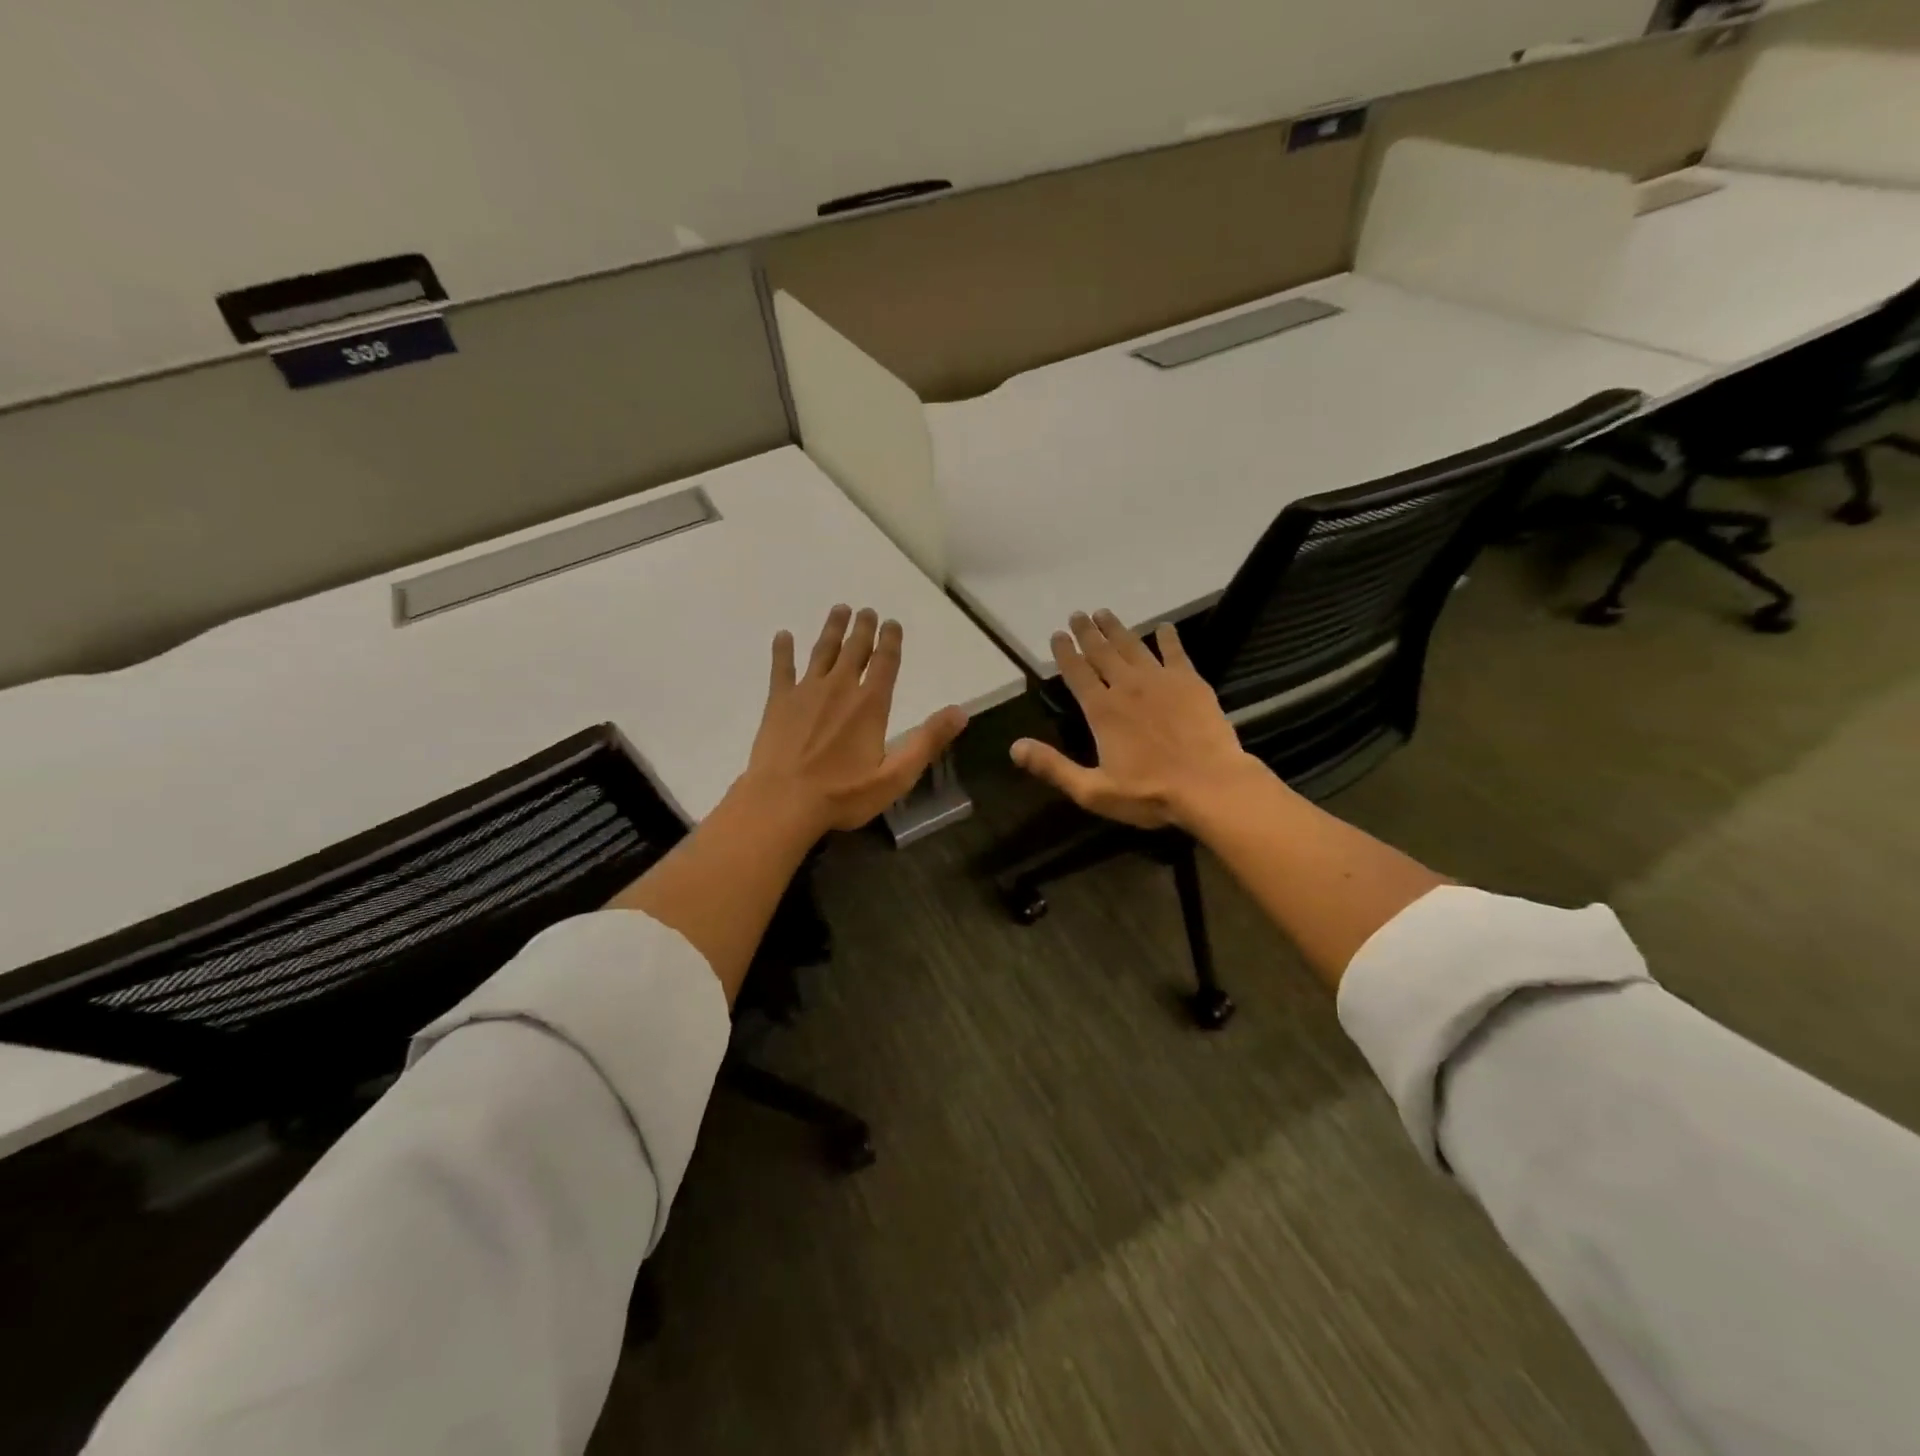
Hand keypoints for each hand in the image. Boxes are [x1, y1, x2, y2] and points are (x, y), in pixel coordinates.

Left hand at [739, 604, 968, 835]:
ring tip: (839, 609)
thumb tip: (960, 712)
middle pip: (854, 650)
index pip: (885, 663)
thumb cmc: (842, 794)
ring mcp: (806, 692)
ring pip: (822, 651)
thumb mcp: (895, 776)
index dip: (890, 641)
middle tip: (866, 611)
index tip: (892, 623)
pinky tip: (783, 636)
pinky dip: (783, 650)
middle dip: (863, 628)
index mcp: (870, 704)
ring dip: (832, 629)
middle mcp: (840, 688)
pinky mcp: (778, 702)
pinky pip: (782, 668)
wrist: (782, 802)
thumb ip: (927, 741)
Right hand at [1010, 610, 1254, 829]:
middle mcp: (1127, 687)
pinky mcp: (1191, 682)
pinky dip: (1168, 638)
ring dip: (1117, 629)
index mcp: (1102, 710)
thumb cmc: (1149, 793)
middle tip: (1078, 614)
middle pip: (1102, 652)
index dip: (1065, 653)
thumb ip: (1053, 767)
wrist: (1210, 786)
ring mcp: (1161, 680)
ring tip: (1105, 613)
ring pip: (1133, 646)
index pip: (1077, 673)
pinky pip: (1176, 653)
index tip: (1057, 635)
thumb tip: (1015, 747)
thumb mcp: (1093, 790)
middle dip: (1087, 632)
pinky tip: (1164, 628)